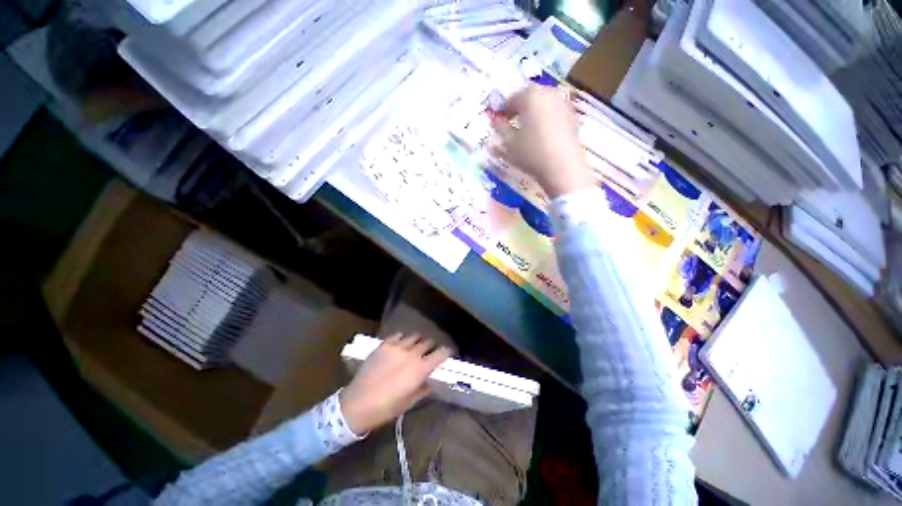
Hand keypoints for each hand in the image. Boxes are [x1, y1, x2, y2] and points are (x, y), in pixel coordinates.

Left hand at [339, 334, 451, 434]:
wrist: (357, 404)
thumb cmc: (386, 408)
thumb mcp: (409, 402)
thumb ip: (423, 388)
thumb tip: (430, 380)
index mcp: (420, 369)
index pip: (440, 353)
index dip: (446, 352)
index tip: (447, 353)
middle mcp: (412, 354)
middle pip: (428, 342)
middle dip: (431, 347)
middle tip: (429, 353)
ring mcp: (397, 347)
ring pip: (414, 337)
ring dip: (417, 342)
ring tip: (414, 348)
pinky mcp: (384, 344)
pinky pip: (398, 335)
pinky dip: (403, 339)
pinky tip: (400, 345)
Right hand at [492, 85, 595, 197]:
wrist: (562, 166)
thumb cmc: (531, 153)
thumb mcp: (509, 144)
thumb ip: (501, 129)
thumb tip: (496, 121)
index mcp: (530, 96)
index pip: (512, 98)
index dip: (504, 111)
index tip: (501, 123)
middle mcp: (548, 94)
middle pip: (530, 96)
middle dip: (521, 108)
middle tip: (514, 124)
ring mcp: (563, 103)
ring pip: (544, 103)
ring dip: (535, 112)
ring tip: (529, 130)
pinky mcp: (573, 117)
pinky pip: (555, 113)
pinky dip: (547, 119)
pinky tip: (544, 135)